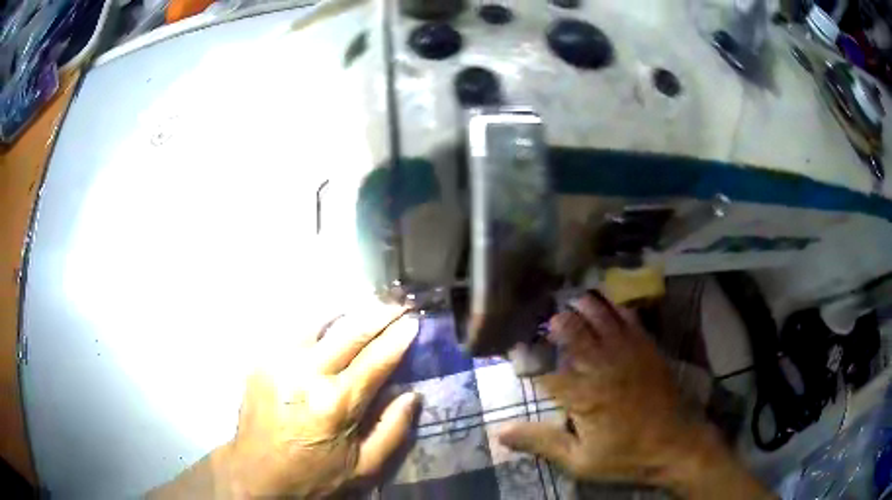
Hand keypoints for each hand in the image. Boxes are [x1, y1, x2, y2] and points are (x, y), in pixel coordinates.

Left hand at [151, 302, 419, 498]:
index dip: (398, 338)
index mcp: (336, 404)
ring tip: (368, 305)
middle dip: (379, 313)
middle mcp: (306, 374)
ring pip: (320, 322)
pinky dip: (318, 323)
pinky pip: (295, 331)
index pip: (376, 360)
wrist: (256, 473)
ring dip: (348, 313)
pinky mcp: (262, 360)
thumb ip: (393, 430)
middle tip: (398, 302)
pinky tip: (330, 322)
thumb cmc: (313, 475)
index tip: (414, 321)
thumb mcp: (363, 467)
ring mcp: (280, 362)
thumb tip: (411, 394)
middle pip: (350, 332)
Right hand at [497, 294, 772, 498]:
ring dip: (582, 307)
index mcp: (583, 394)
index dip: (527, 356)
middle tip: (543, 320)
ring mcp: (628, 352)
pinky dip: (614, 307)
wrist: (676, 444)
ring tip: (569, 302)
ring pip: (600, 317)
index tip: (515, 349)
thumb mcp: (579, 460)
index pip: (545, 367)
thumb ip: (541, 442)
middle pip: (573, 331)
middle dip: (555, 322)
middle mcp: (603, 365)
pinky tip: (606, 304)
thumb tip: (499, 432)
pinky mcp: (648, 348)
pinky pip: (629, 318)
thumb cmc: (626, 456)